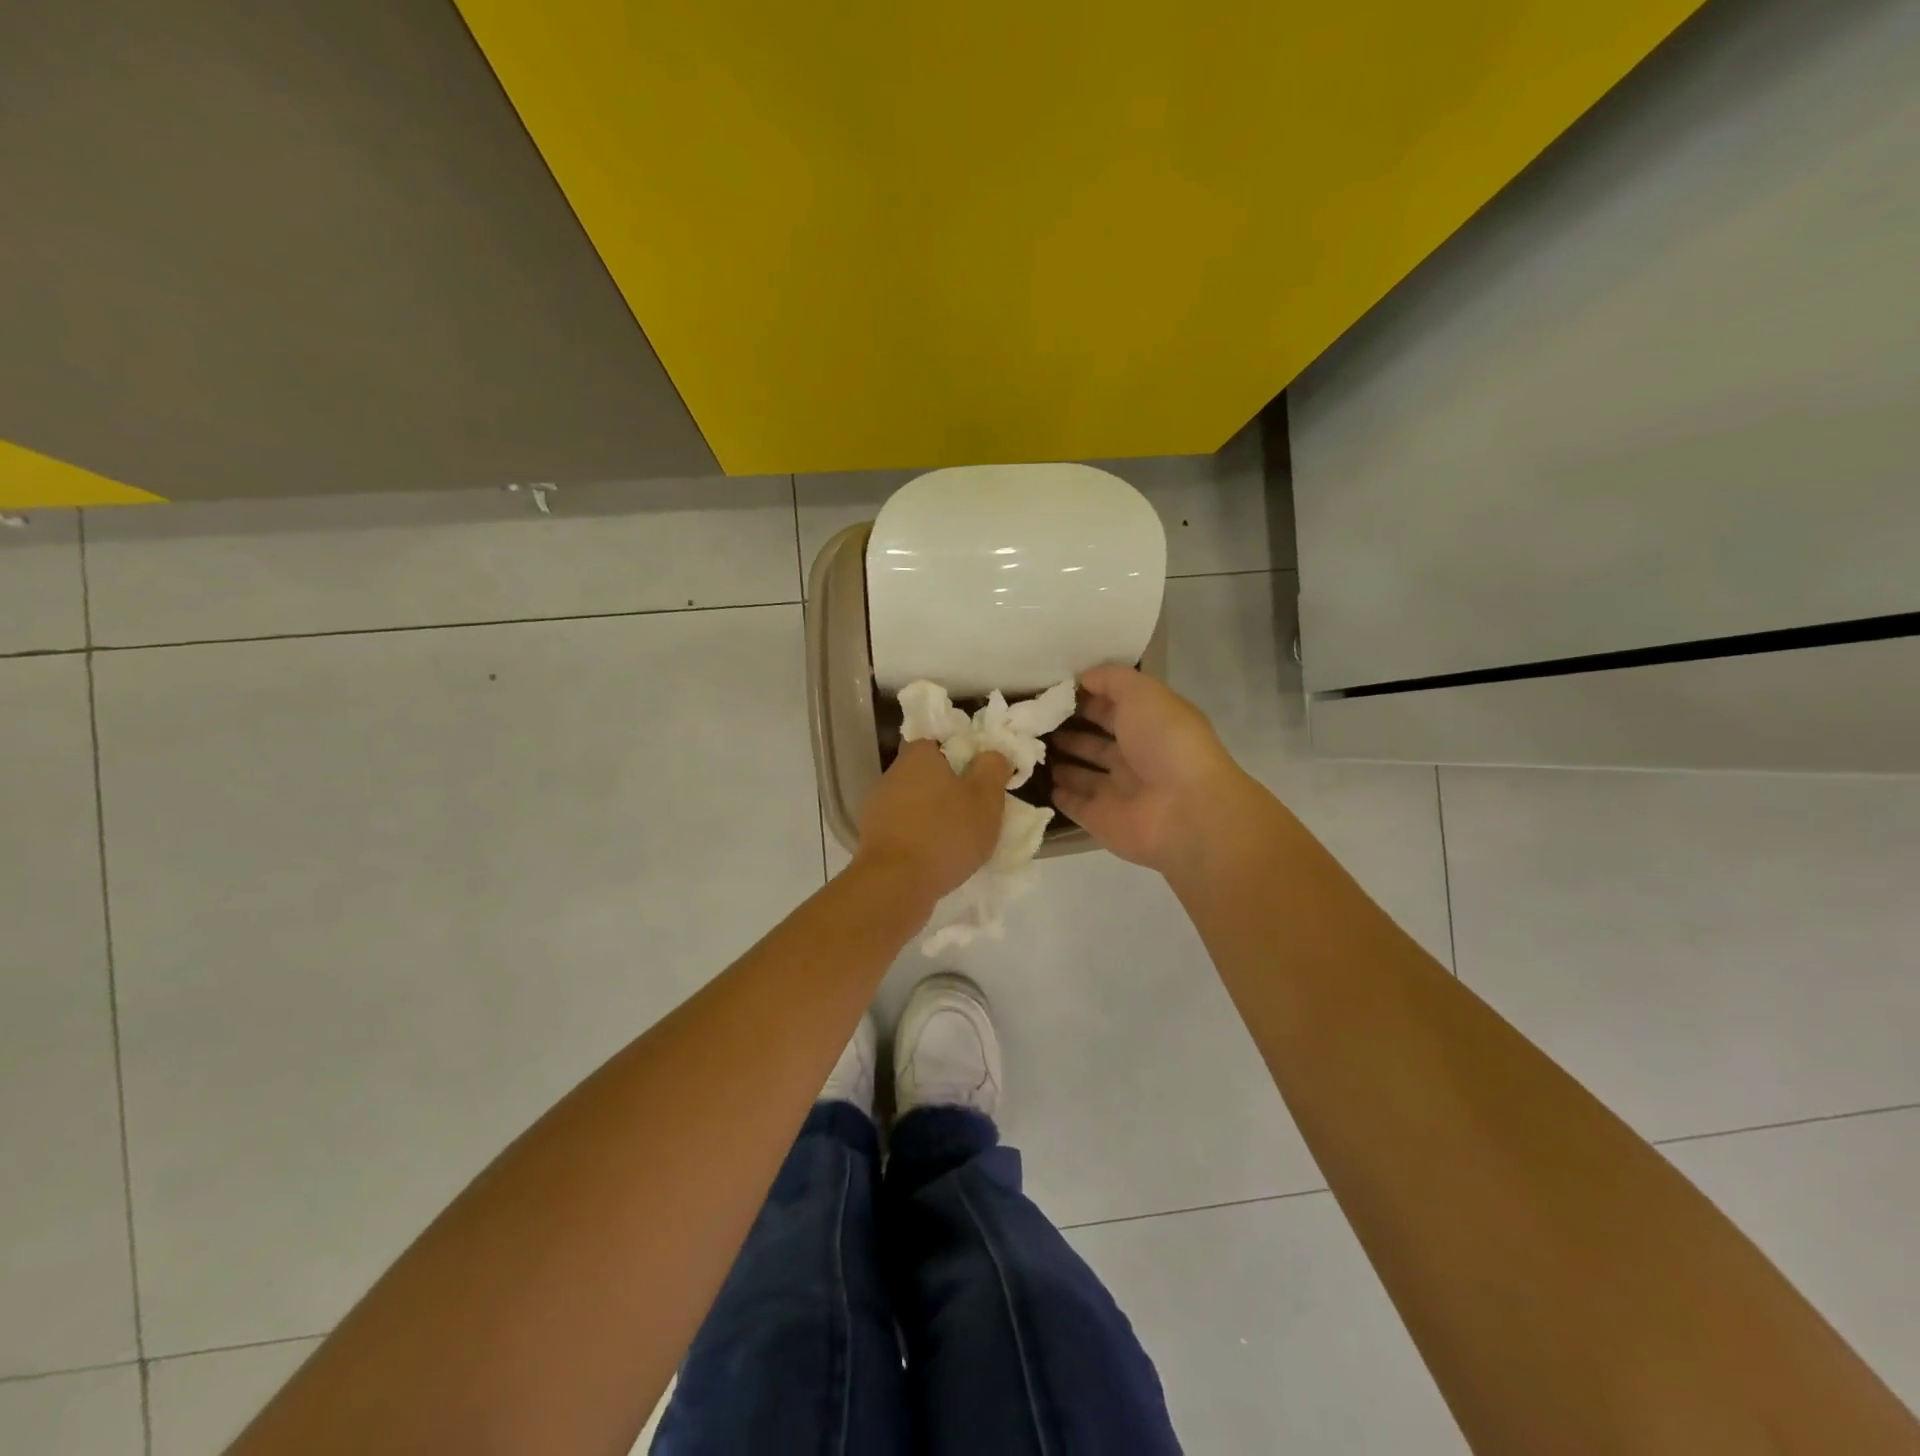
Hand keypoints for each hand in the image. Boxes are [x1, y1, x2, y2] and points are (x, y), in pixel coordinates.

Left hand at [854, 741, 1011, 903]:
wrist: (895, 885)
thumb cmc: (945, 833)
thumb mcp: (985, 797)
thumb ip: (993, 767)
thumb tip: (992, 753)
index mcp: (918, 755)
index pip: (940, 738)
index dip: (964, 751)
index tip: (983, 770)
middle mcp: (893, 774)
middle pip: (928, 772)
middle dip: (952, 786)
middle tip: (979, 806)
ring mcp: (879, 807)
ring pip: (917, 802)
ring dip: (937, 814)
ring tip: (963, 836)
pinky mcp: (874, 838)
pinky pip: (906, 828)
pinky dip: (923, 836)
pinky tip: (940, 855)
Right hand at [1050, 665, 1250, 872]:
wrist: (1185, 811)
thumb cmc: (1166, 743)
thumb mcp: (1142, 693)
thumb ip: (1112, 680)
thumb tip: (1082, 678)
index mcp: (1149, 725)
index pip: (1112, 707)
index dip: (1084, 698)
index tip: (1049, 691)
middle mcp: (1134, 757)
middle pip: (1094, 741)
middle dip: (1067, 729)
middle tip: (1030, 719)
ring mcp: (1116, 791)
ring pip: (1081, 773)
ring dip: (1059, 762)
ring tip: (1024, 746)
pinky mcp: (1100, 819)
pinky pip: (1073, 804)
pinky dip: (1056, 794)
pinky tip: (1031, 780)